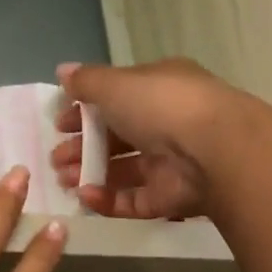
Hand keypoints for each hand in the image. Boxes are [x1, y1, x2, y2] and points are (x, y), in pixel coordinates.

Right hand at [51, 58, 252, 218]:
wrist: (215, 150)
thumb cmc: (161, 106)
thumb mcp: (116, 84)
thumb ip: (86, 82)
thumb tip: (62, 71)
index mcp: (157, 88)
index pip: (116, 98)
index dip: (84, 111)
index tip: (59, 125)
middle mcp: (165, 123)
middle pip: (115, 138)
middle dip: (81, 147)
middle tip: (56, 159)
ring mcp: (169, 163)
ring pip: (121, 171)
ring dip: (89, 174)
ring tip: (63, 180)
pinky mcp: (169, 197)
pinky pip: (132, 200)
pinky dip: (107, 200)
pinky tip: (86, 197)